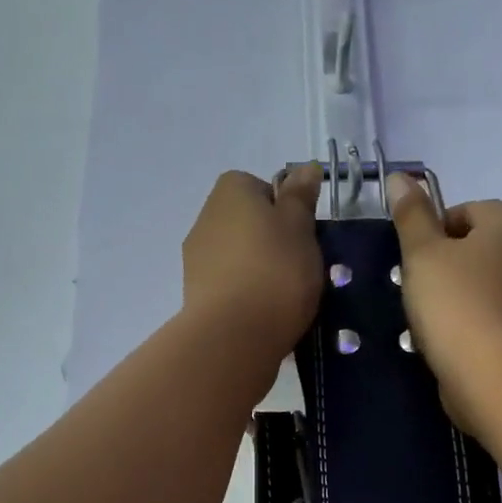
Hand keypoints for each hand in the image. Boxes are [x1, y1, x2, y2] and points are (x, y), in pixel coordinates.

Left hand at [181, 165, 324, 365]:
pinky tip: (265, 316)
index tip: (303, 235)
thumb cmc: (276, 271)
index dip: (285, 209)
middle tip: (299, 267)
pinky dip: (247, 296)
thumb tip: (305, 167)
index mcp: (230, 191)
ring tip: (285, 298)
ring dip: (259, 271)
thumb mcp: (300, 227)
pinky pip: (230, 287)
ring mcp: (196, 260)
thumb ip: (301, 196)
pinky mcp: (196, 296)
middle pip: (247, 223)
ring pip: (238, 257)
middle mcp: (205, 218)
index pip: (260, 187)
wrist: (235, 335)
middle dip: (272, 242)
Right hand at [388, 171, 501, 436]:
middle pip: (477, 250)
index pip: (464, 213)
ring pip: (486, 286)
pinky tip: (454, 345)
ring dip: (459, 299)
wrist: (494, 374)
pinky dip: (474, 326)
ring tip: (434, 324)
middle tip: (421, 295)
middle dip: (447, 268)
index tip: (415, 265)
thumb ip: (411, 215)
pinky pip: (495, 318)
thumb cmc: (456, 302)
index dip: (431, 237)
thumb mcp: (423, 253)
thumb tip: (400, 177)